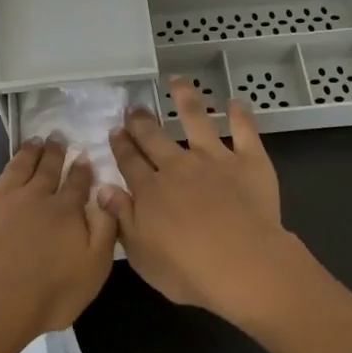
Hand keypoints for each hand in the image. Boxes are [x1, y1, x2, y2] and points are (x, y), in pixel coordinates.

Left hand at [0, 122, 117, 342]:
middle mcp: (33, 197)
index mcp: (64, 212)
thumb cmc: (48, 294)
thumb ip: (104, 229)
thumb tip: (106, 195)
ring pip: (14, 167)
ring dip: (25, 152)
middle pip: (47, 170)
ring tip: (32, 140)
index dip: (82, 170)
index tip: (85, 156)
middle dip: (54, 153)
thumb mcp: (95, 268)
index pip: (77, 185)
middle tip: (57, 137)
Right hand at [103, 76, 299, 318]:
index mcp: (150, 190)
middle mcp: (177, 166)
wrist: (243, 265)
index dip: (121, 145)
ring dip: (185, 98)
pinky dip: (240, 115)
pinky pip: (244, 131)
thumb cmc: (189, 271)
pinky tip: (236, 101)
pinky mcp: (248, 161)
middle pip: (154, 137)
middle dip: (141, 121)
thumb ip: (122, 219)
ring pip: (196, 119)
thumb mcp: (142, 256)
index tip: (115, 131)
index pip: (129, 161)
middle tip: (133, 108)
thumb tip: (103, 189)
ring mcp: (213, 159)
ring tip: (178, 81)